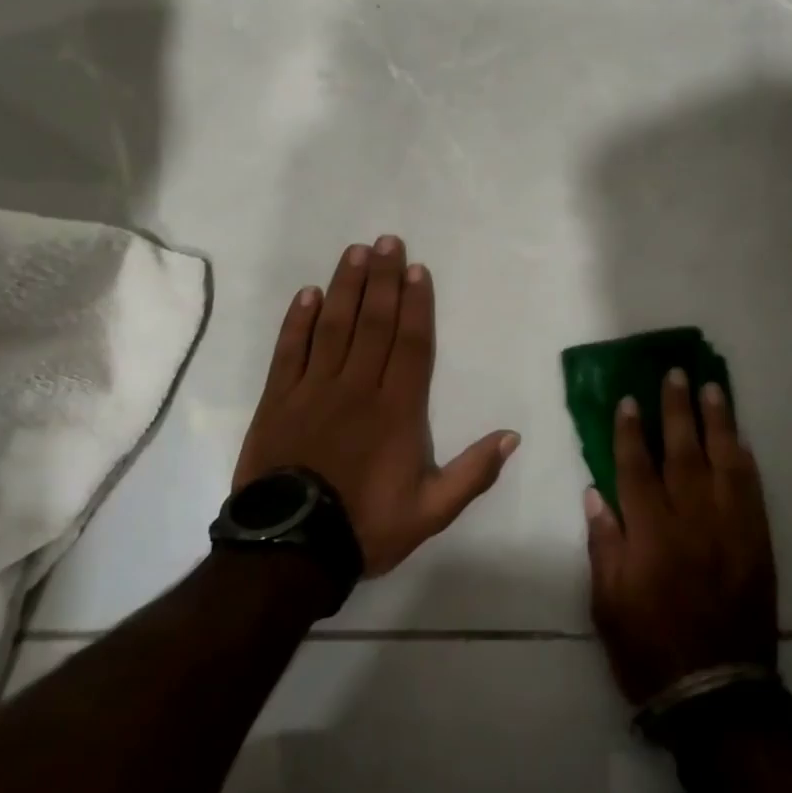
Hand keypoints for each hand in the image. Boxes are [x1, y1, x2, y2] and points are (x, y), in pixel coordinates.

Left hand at [234, 235, 518, 576]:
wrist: (289, 551)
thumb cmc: (365, 526)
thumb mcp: (431, 512)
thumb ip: (473, 473)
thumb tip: (512, 435)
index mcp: (397, 410)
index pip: (410, 344)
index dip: (416, 304)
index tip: (417, 269)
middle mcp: (357, 388)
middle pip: (374, 323)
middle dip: (383, 279)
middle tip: (388, 241)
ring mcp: (314, 390)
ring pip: (334, 326)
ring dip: (346, 287)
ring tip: (355, 252)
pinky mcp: (279, 400)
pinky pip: (289, 351)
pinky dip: (297, 321)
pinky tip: (308, 294)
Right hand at [584, 369, 777, 705]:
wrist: (717, 694)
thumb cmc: (650, 649)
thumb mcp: (608, 605)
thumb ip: (604, 544)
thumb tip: (596, 493)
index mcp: (651, 535)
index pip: (637, 468)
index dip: (631, 431)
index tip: (630, 399)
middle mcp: (692, 521)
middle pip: (683, 453)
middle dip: (677, 410)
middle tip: (676, 373)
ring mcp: (730, 529)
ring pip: (723, 462)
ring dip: (717, 422)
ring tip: (712, 388)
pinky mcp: (757, 543)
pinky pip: (752, 491)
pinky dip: (745, 460)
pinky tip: (740, 438)